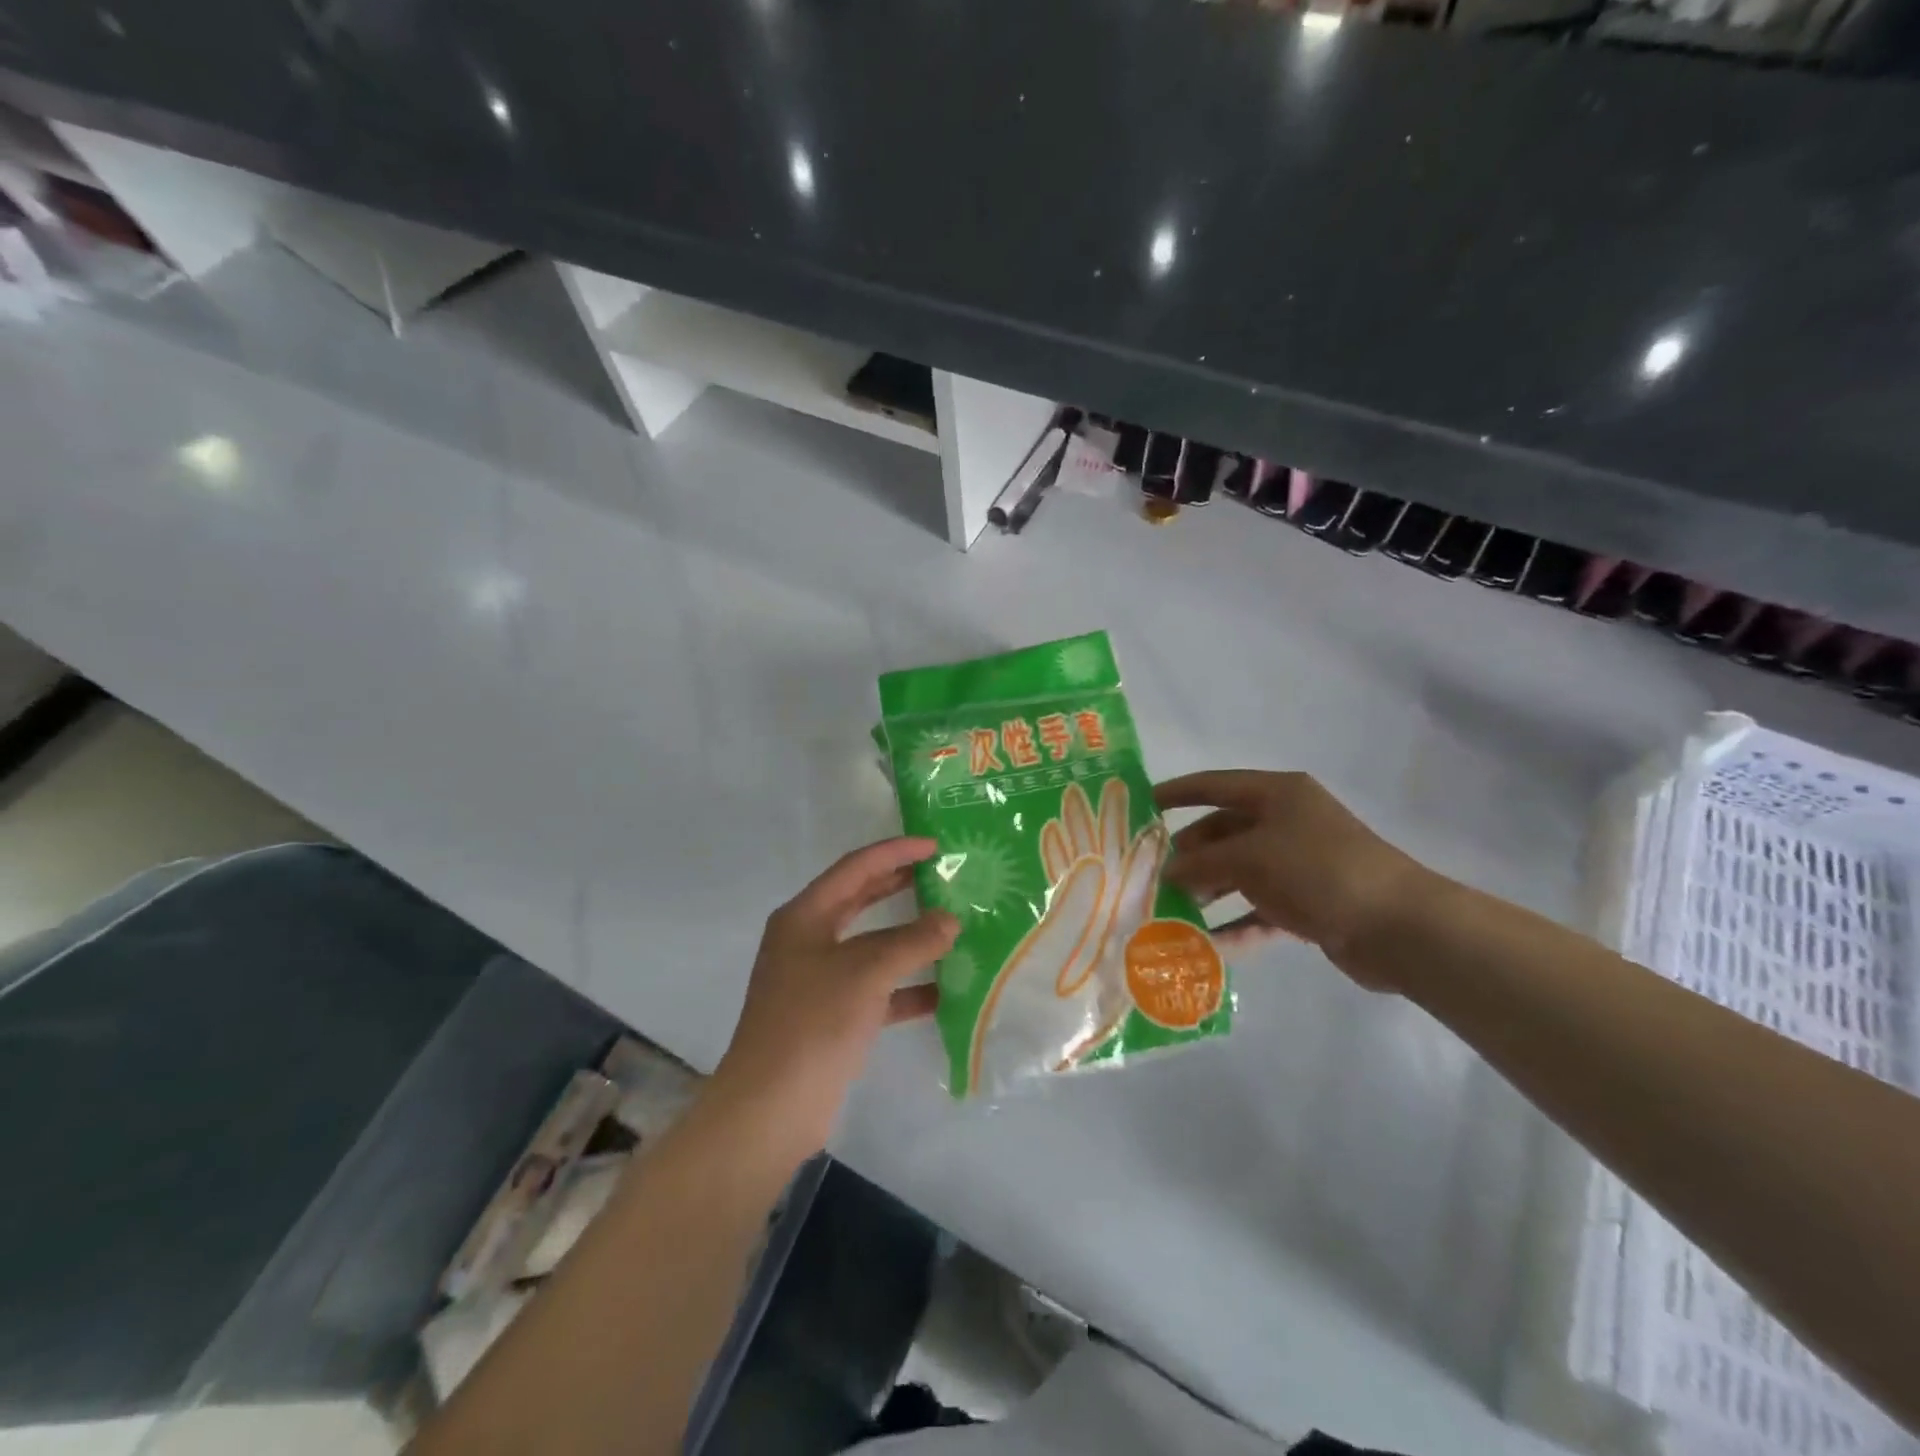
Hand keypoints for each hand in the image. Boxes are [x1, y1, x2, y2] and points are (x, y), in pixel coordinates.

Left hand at [713, 838, 958, 1155]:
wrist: (770, 1108)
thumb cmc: (813, 1022)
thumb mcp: (866, 972)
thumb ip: (913, 942)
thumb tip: (950, 921)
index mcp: (805, 916)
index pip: (855, 868)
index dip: (895, 852)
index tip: (935, 846)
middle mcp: (808, 941)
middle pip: (860, 901)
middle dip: (900, 886)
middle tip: (942, 875)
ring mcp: (818, 980)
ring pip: (871, 947)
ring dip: (909, 940)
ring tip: (951, 928)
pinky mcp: (831, 1016)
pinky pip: (875, 990)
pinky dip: (906, 988)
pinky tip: (944, 993)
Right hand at [1154, 770, 1430, 989]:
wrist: (1398, 926)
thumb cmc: (1318, 870)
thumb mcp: (1250, 858)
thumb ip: (1202, 863)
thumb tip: (1167, 871)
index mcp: (1277, 794)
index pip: (1215, 785)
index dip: (1177, 792)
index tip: (1142, 805)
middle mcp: (1287, 822)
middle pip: (1224, 832)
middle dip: (1190, 854)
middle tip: (1153, 875)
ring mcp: (1299, 864)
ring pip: (1239, 873)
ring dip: (1208, 892)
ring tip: (1172, 912)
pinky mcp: (1309, 902)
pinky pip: (1260, 909)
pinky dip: (1236, 924)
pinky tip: (1208, 946)